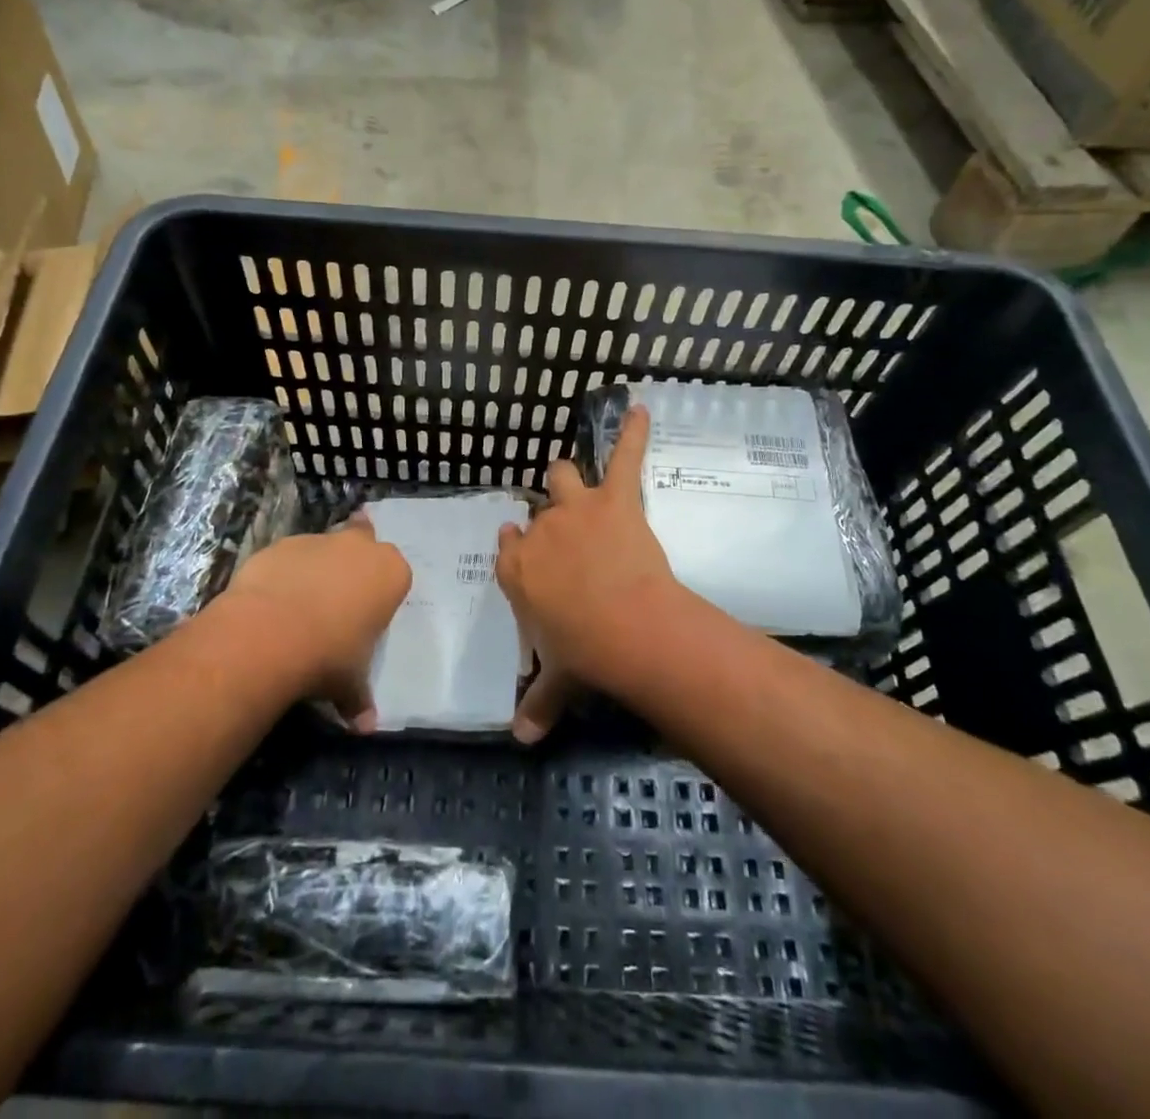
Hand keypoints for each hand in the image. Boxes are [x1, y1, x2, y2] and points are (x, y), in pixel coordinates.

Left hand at [223, 514, 410, 731]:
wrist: (269, 634)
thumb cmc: (328, 656)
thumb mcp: (350, 684)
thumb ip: (359, 698)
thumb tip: (365, 727)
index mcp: (390, 573)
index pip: (396, 575)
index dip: (381, 593)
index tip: (367, 614)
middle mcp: (358, 547)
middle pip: (364, 541)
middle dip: (354, 560)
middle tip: (340, 592)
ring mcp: (318, 541)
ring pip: (323, 548)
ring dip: (316, 569)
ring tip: (299, 606)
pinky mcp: (280, 545)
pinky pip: (288, 558)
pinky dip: (283, 575)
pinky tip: (271, 603)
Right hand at [496, 405, 678, 741]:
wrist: (625, 627)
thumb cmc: (584, 654)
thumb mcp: (557, 682)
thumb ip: (537, 705)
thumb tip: (520, 741)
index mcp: (518, 570)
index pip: (508, 548)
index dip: (517, 547)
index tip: (521, 546)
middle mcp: (540, 532)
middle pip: (537, 512)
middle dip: (546, 517)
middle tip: (564, 534)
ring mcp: (576, 510)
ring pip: (562, 475)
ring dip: (568, 479)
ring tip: (577, 482)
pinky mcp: (614, 500)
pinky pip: (624, 457)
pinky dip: (634, 434)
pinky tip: (641, 409)